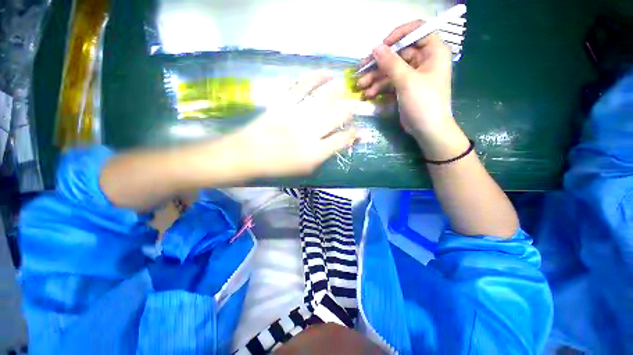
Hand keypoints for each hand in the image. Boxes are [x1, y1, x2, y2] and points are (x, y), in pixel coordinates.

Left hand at [235, 72, 355, 176]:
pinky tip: (328, 73)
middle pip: (338, 115)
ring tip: (347, 90)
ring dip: (340, 93)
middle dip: (350, 111)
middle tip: (353, 109)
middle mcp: (310, 131)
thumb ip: (324, 156)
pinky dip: (317, 77)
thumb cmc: (278, 166)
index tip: (360, 132)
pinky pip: (304, 85)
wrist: (249, 154)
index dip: (355, 134)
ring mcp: (297, 114)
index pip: (343, 139)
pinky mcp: (284, 102)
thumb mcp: (304, 169)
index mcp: (315, 152)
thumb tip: (340, 143)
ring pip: (325, 99)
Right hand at [356, 22, 452, 141]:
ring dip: (375, 78)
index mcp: (432, 51)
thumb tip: (375, 47)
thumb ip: (390, 63)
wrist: (427, 130)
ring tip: (361, 86)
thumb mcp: (407, 81)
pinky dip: (379, 88)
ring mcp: (412, 75)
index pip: (416, 31)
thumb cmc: (424, 102)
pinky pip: (390, 82)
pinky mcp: (404, 88)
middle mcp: (423, 60)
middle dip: (379, 64)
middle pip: (398, 54)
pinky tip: (368, 95)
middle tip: (361, 70)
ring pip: (391, 70)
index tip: (381, 46)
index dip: (397, 36)